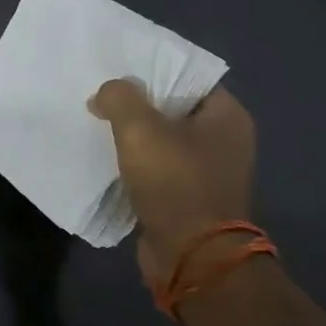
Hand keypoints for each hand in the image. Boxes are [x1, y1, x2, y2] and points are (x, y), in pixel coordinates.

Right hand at [88, 80, 256, 286]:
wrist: (192, 256)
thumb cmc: (174, 182)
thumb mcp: (139, 128)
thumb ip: (119, 96)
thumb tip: (107, 93)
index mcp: (227, 116)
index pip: (188, 77)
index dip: (153, 70)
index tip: (118, 70)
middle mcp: (225, 140)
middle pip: (173, 108)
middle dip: (138, 103)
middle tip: (101, 96)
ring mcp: (209, 171)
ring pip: (163, 139)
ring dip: (134, 135)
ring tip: (98, 124)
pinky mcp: (190, 196)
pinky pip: (159, 167)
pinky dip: (136, 162)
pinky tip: (108, 157)